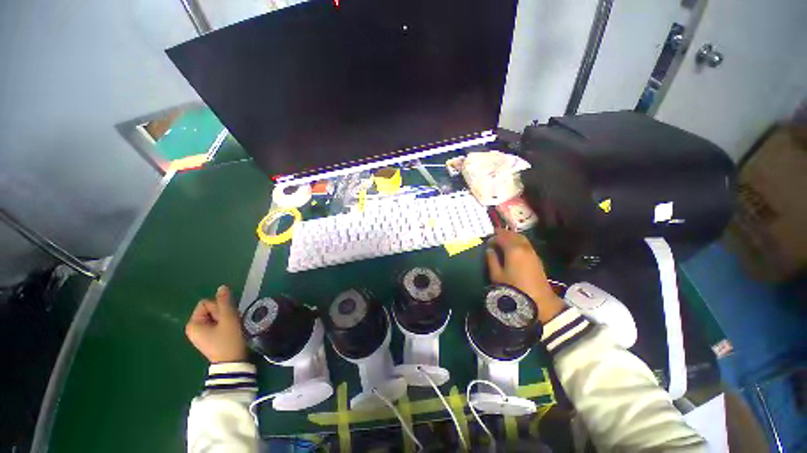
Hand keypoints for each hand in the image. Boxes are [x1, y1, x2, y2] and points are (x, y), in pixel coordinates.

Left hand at [185, 286, 247, 362]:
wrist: (232, 363)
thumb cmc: (228, 340)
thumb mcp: (229, 319)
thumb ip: (225, 302)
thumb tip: (222, 287)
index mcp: (193, 323)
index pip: (207, 303)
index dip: (219, 307)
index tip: (225, 319)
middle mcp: (193, 328)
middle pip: (210, 309)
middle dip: (222, 313)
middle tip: (229, 324)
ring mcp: (199, 334)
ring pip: (215, 316)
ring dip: (225, 318)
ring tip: (231, 328)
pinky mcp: (207, 338)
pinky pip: (216, 323)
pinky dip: (224, 324)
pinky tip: (230, 331)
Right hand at [486, 229, 564, 323]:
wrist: (539, 300)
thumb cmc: (514, 288)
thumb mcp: (497, 275)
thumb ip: (491, 260)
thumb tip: (489, 250)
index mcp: (513, 249)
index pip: (501, 237)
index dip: (492, 237)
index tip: (486, 242)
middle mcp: (523, 246)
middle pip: (512, 234)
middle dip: (502, 234)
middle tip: (493, 236)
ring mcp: (532, 251)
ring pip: (520, 237)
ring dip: (511, 236)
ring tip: (502, 240)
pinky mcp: (536, 257)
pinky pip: (525, 243)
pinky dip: (517, 241)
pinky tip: (512, 248)